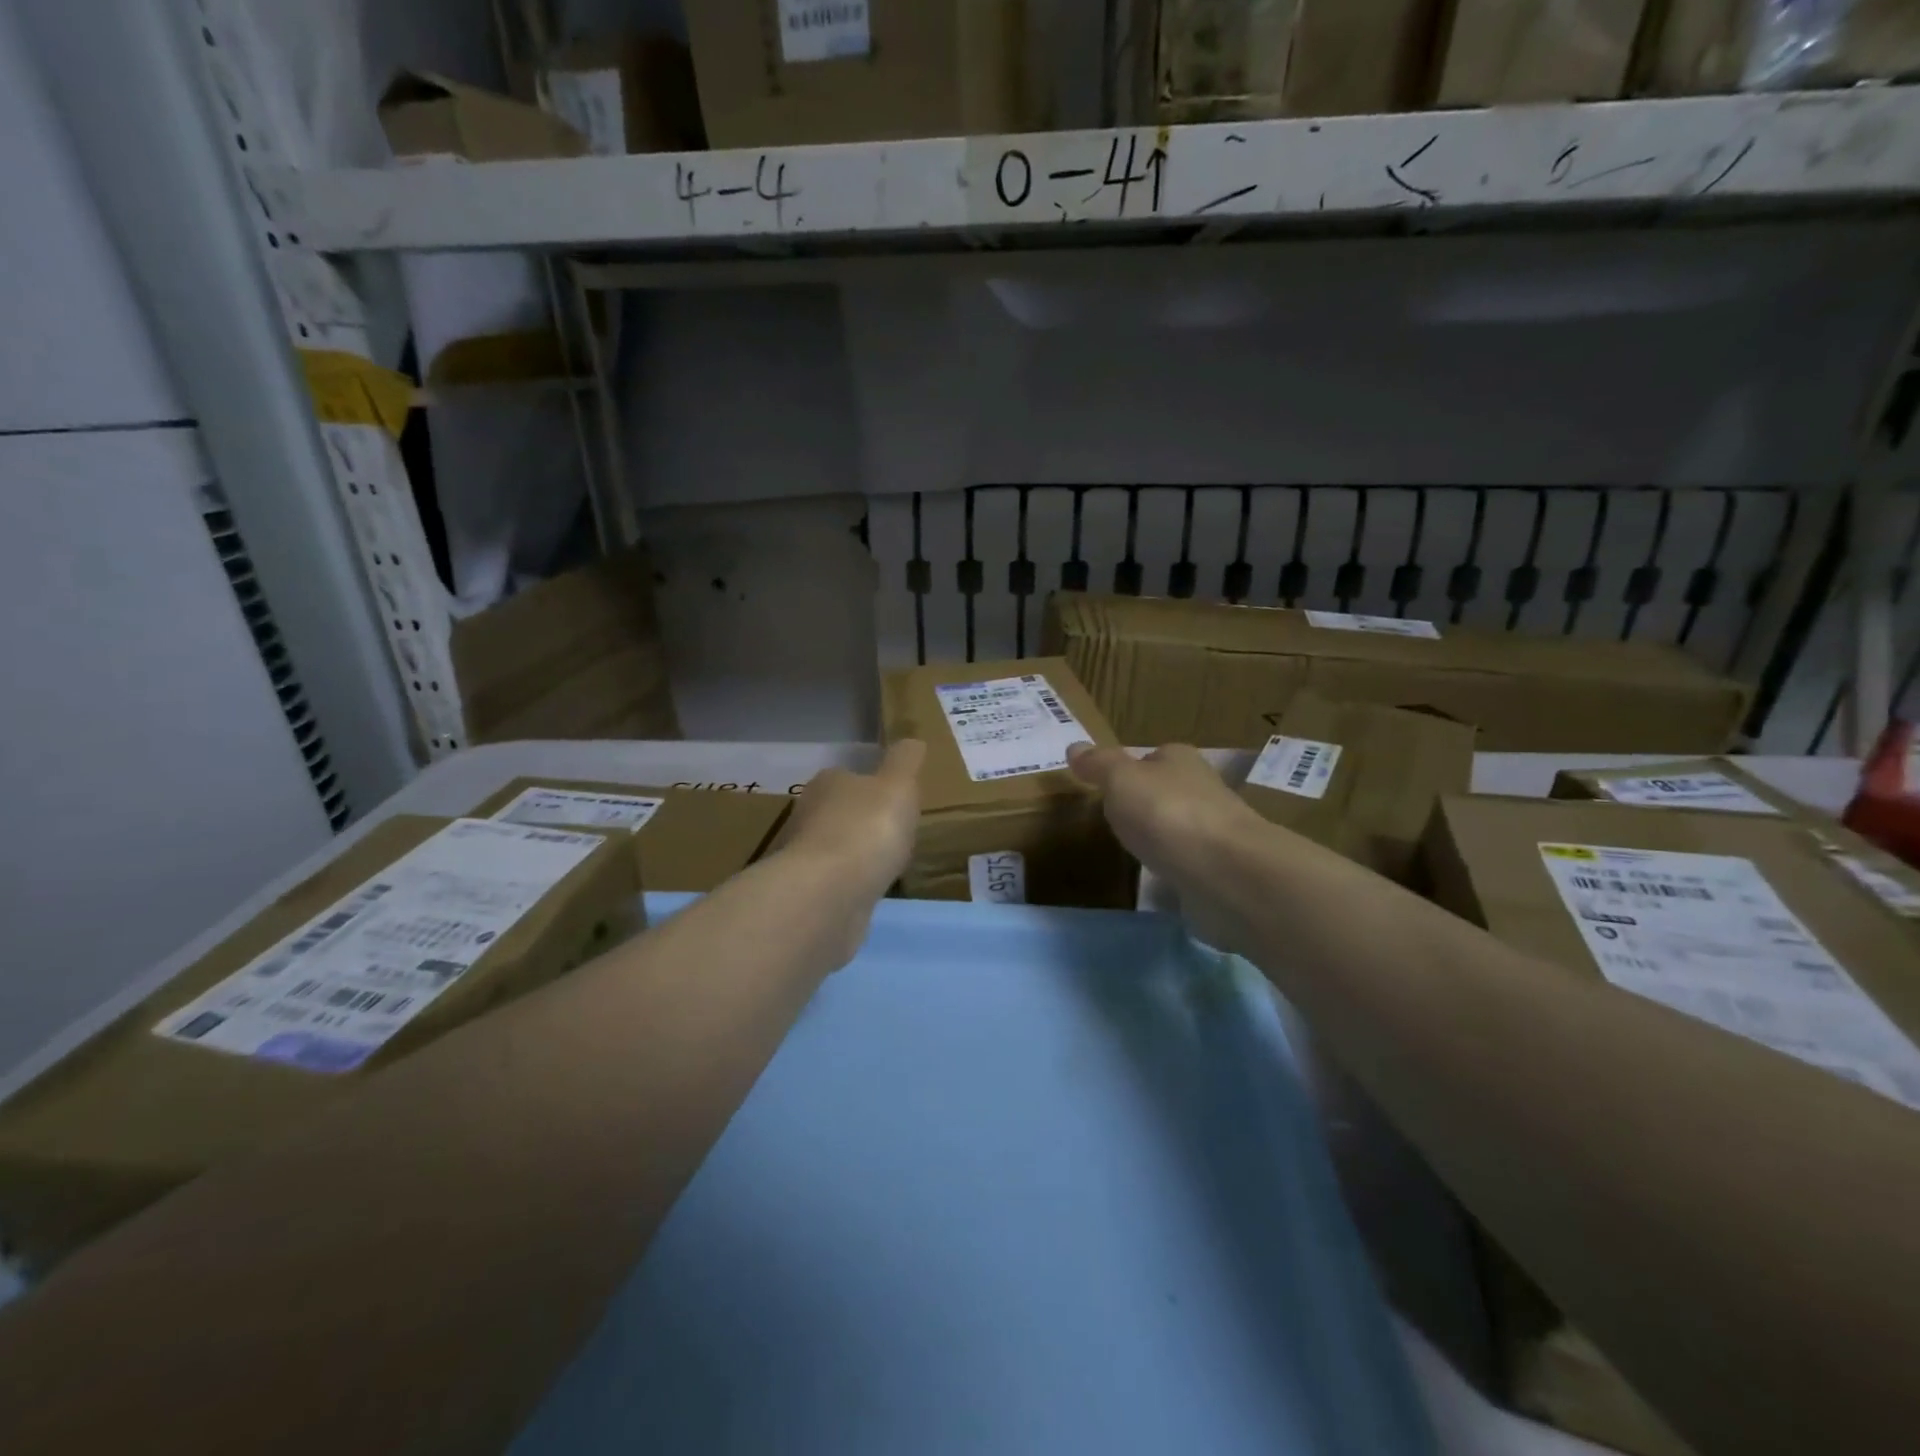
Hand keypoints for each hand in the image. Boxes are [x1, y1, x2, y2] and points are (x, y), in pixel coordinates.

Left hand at [773, 740, 925, 911]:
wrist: (829, 895)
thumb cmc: (867, 829)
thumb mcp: (898, 785)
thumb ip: (906, 761)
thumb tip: (912, 740)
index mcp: (828, 783)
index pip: (849, 777)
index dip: (873, 786)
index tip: (896, 799)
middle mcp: (809, 815)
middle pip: (840, 812)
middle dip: (864, 821)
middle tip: (896, 832)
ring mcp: (805, 858)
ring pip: (837, 849)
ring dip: (857, 855)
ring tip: (888, 865)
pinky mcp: (809, 894)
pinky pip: (837, 883)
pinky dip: (852, 885)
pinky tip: (871, 892)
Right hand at [1067, 743, 1268, 950]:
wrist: (1226, 873)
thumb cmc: (1167, 814)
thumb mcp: (1121, 780)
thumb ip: (1099, 765)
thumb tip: (1074, 747)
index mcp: (1180, 760)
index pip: (1152, 757)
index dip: (1129, 770)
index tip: (1107, 789)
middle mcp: (1202, 789)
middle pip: (1166, 791)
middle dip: (1144, 805)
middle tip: (1114, 822)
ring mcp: (1214, 832)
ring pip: (1178, 828)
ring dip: (1160, 838)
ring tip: (1132, 853)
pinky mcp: (1220, 870)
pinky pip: (1188, 863)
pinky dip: (1175, 869)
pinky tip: (1159, 880)